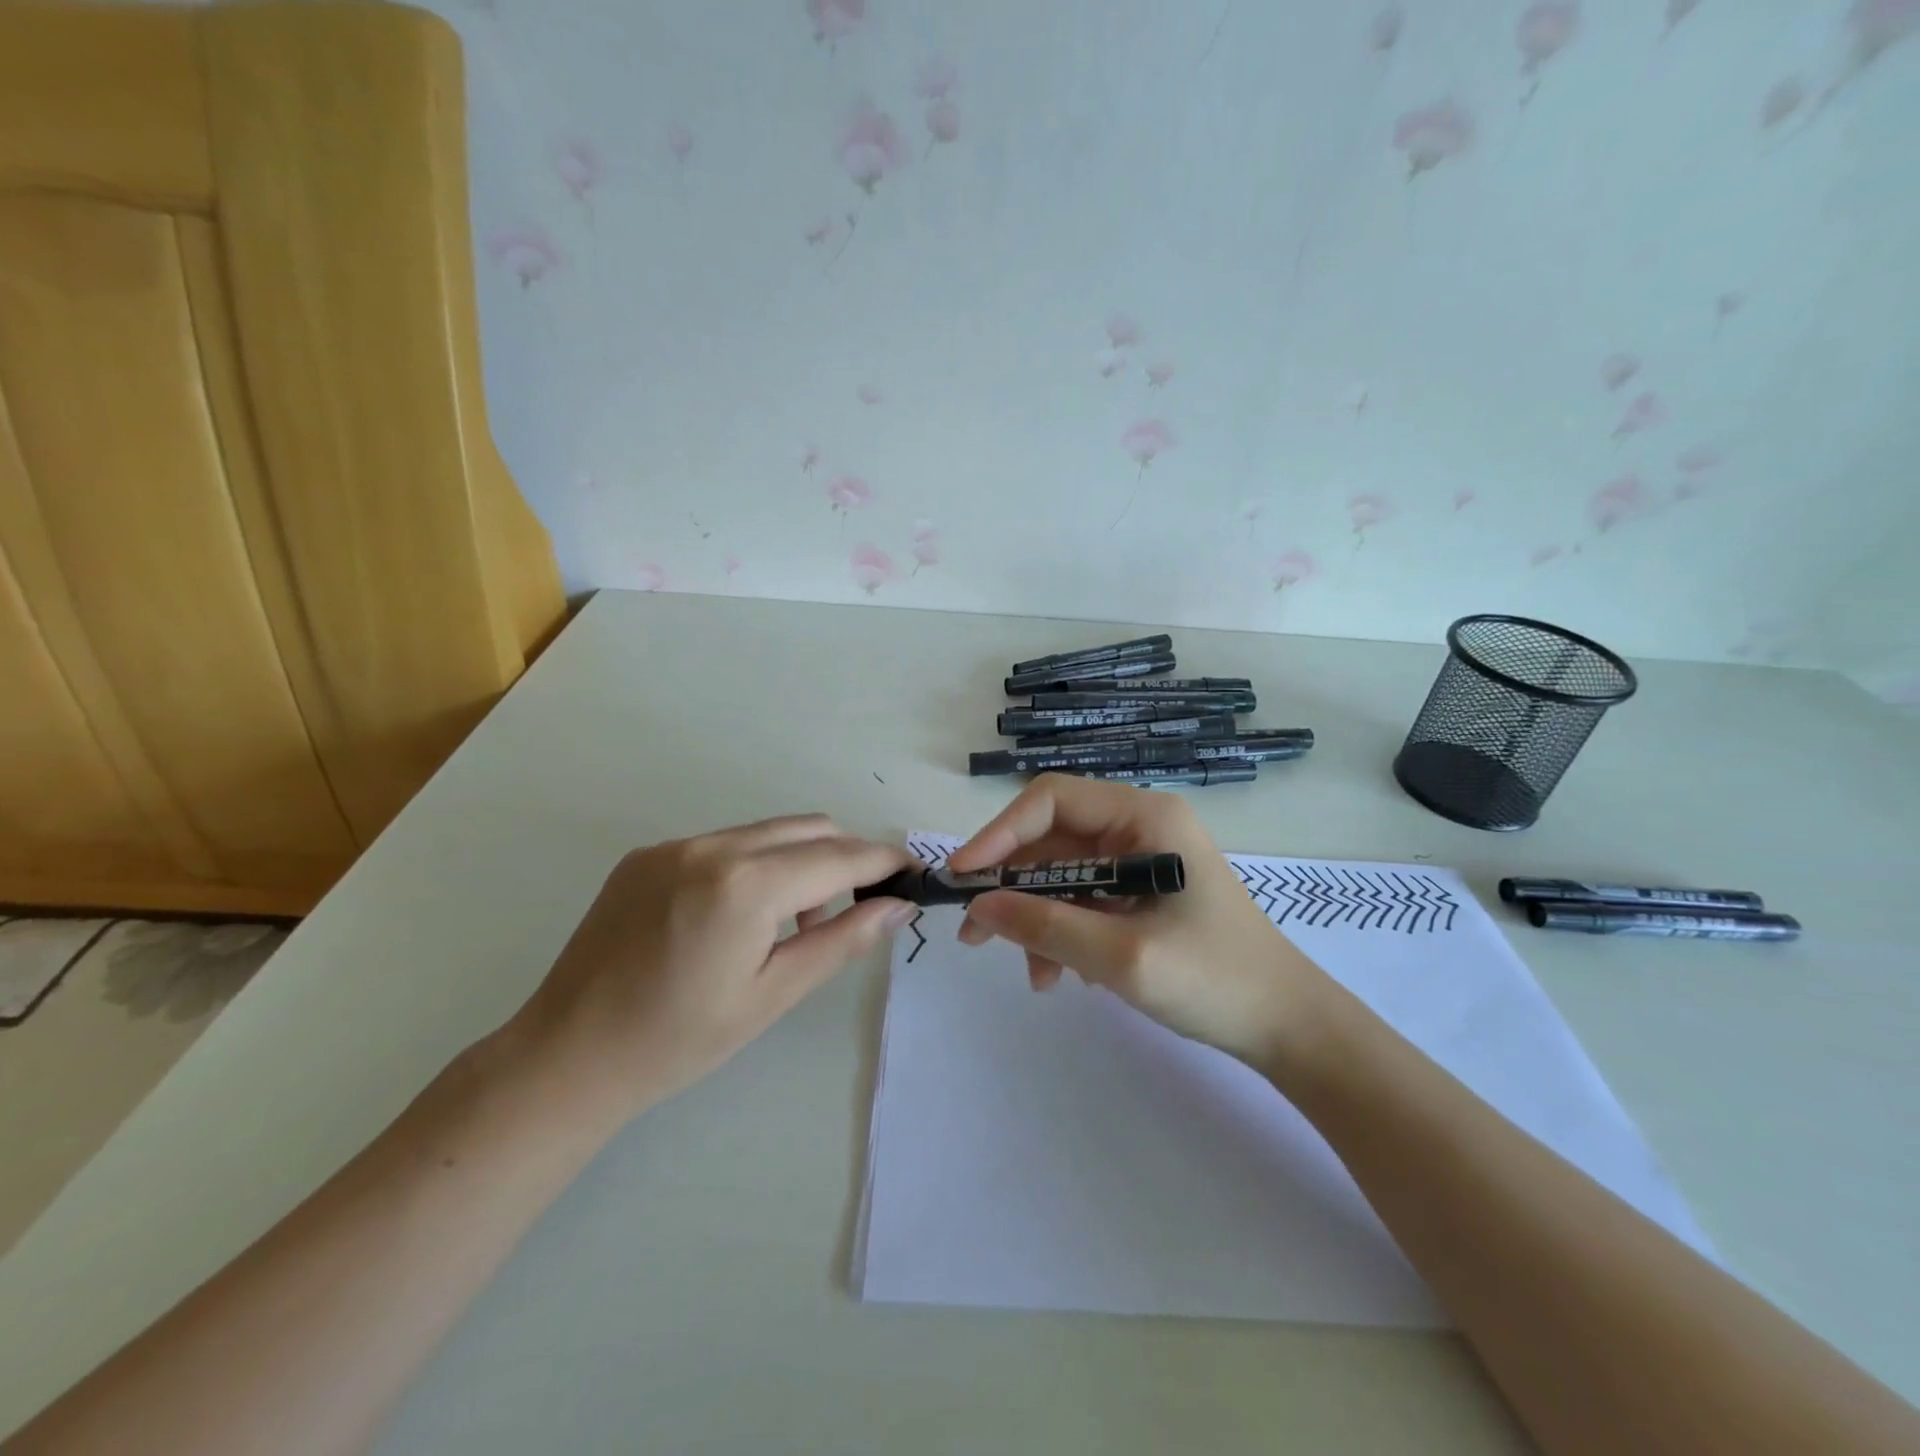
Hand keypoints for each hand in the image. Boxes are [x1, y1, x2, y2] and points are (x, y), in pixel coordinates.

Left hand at [513, 815, 915, 1120]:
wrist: (567, 1056)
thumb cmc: (680, 1040)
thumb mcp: (774, 995)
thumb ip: (843, 941)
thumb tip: (898, 906)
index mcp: (746, 884)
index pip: (839, 856)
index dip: (883, 861)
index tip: (911, 873)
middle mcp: (712, 846)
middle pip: (810, 828)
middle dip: (847, 856)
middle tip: (859, 904)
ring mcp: (675, 845)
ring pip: (768, 831)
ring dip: (801, 859)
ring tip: (796, 919)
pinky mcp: (648, 854)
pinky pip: (725, 843)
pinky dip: (755, 863)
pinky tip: (742, 914)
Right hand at [949, 775, 1330, 1066]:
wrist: (1287, 1026)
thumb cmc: (1214, 980)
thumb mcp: (1122, 956)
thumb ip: (1045, 926)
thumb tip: (979, 905)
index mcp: (1144, 817)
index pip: (1050, 800)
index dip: (1000, 833)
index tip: (965, 877)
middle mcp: (1139, 826)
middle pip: (1052, 839)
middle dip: (1012, 885)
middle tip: (974, 933)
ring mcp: (1141, 859)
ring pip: (1062, 874)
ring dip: (1037, 918)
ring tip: (1033, 975)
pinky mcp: (1141, 892)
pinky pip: (1083, 899)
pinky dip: (1063, 931)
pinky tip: (1065, 975)